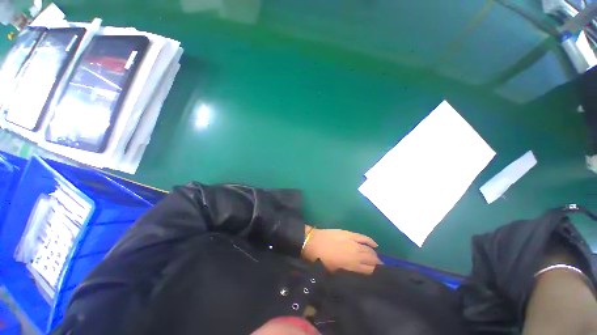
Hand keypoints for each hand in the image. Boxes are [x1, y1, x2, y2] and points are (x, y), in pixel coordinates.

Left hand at [301, 227, 381, 274]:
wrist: (313, 242)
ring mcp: (354, 243)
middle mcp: (356, 255)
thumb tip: (356, 272)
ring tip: (376, 257)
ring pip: (369, 250)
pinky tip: (375, 245)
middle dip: (376, 263)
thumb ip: (347, 272)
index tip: (374, 273)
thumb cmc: (322, 259)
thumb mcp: (334, 271)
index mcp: (351, 266)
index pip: (369, 270)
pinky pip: (363, 237)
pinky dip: (370, 241)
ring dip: (374, 254)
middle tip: (377, 265)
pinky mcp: (350, 234)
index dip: (372, 272)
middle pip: (371, 260)